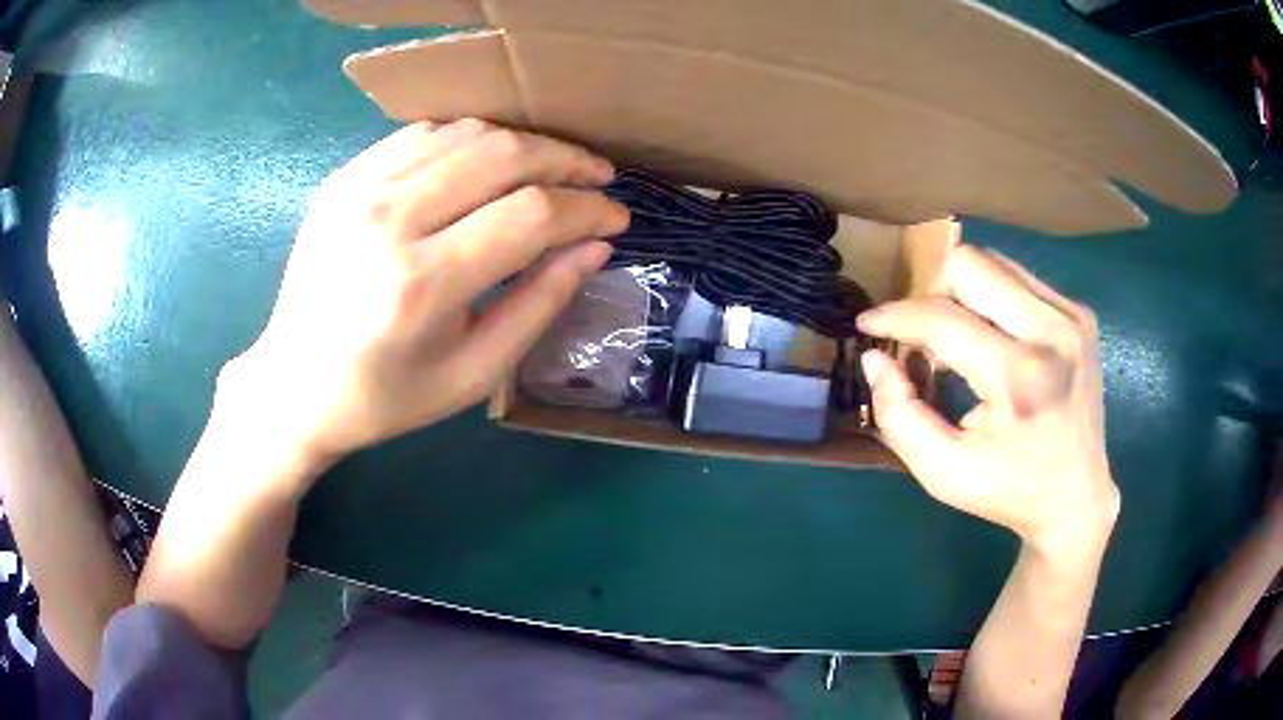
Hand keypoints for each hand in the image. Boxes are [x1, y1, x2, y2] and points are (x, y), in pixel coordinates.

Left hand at [220, 120, 628, 470]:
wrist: (293, 385)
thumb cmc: (385, 397)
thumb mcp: (473, 372)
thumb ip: (539, 303)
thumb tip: (594, 245)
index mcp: (421, 284)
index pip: (531, 214)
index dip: (586, 209)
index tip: (615, 218)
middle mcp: (388, 221)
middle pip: (503, 155)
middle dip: (566, 160)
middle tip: (597, 177)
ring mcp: (358, 190)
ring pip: (467, 133)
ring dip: (523, 144)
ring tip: (550, 168)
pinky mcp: (342, 179)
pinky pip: (423, 133)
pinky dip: (469, 140)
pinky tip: (487, 163)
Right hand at [858, 245, 1118, 555]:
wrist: (1077, 497)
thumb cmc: (1008, 492)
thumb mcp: (943, 473)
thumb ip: (897, 415)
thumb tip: (875, 357)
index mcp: (1020, 376)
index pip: (942, 318)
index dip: (895, 316)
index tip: (868, 325)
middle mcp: (1052, 331)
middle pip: (969, 264)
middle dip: (933, 293)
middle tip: (926, 337)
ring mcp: (1072, 317)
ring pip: (994, 262)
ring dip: (963, 293)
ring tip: (960, 340)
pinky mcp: (1080, 314)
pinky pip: (1019, 279)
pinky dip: (993, 300)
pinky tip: (994, 341)